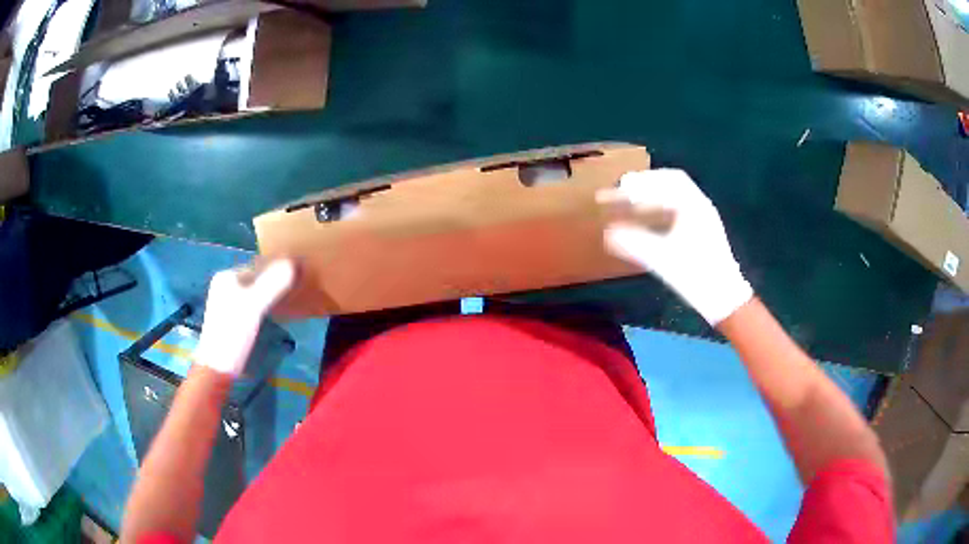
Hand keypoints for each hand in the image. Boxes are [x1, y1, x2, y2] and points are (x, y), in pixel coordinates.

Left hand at [193, 259, 295, 375]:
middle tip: (301, 284)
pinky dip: (266, 303)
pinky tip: (277, 311)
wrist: (218, 368)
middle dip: (276, 278)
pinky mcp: (232, 318)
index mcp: (227, 276)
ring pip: (255, 289)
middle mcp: (225, 285)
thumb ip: (273, 284)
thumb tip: (294, 262)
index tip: (302, 271)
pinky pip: (253, 302)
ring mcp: (227, 302)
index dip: (279, 266)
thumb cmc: (233, 334)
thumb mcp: (254, 306)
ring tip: (293, 296)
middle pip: (257, 276)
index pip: (259, 264)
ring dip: (272, 291)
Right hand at [597, 169, 751, 324]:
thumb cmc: (696, 276)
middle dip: (646, 183)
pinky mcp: (705, 231)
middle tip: (623, 188)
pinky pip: (681, 208)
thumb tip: (608, 234)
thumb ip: (635, 243)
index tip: (620, 186)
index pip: (666, 181)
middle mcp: (701, 206)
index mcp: (694, 207)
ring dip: (654, 194)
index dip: (641, 181)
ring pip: (677, 195)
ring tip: (633, 201)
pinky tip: (651, 219)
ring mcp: (705, 218)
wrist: (725, 298)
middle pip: (672, 182)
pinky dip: (662, 206)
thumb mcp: (663, 259)